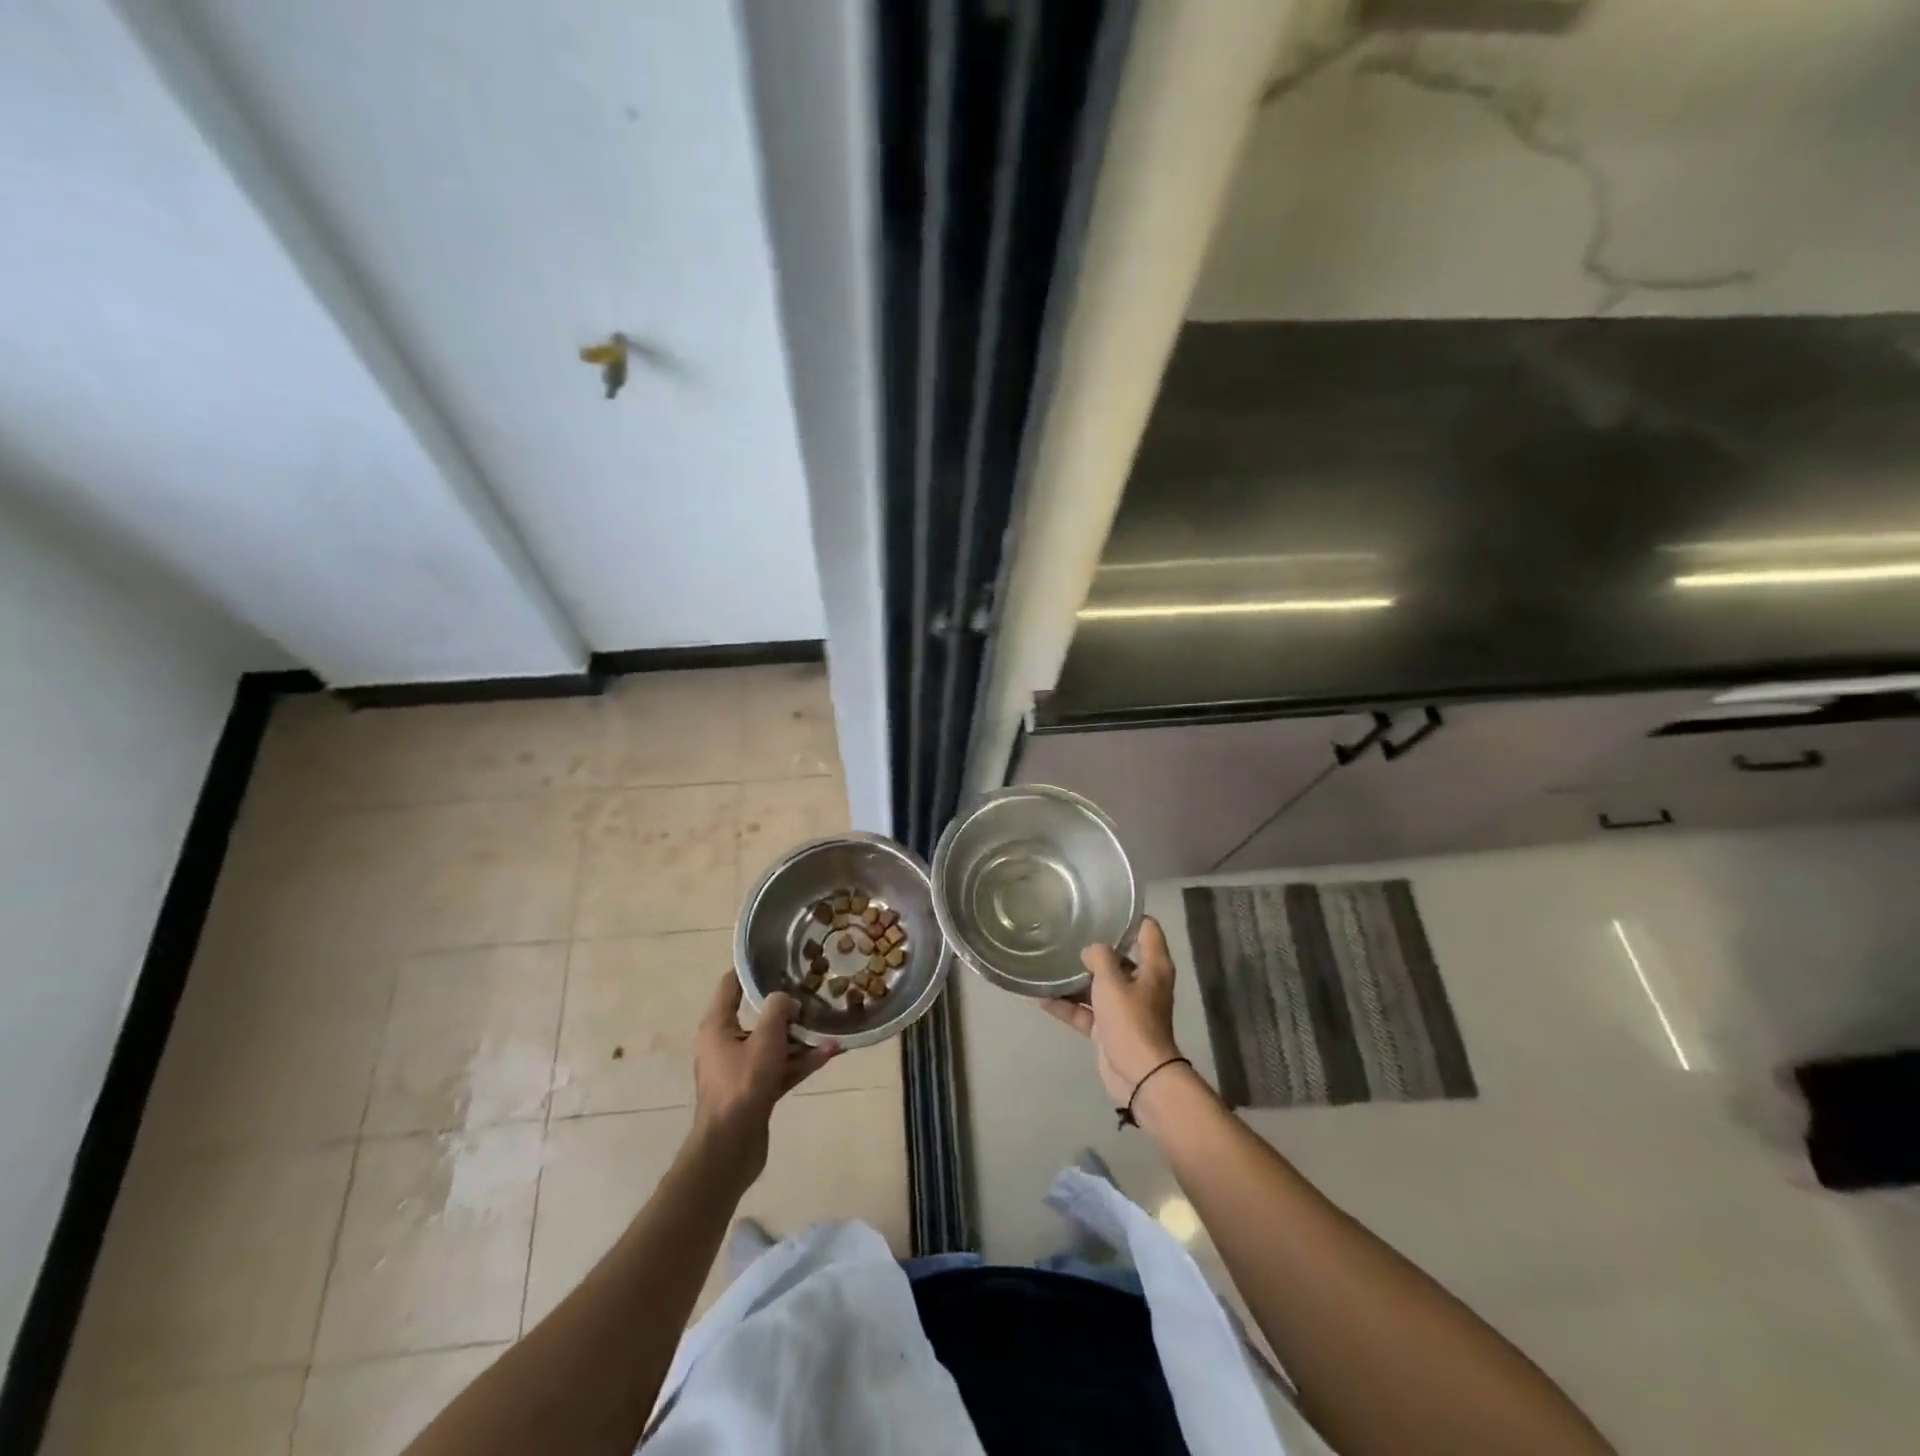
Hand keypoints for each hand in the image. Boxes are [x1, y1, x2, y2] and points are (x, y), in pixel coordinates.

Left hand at [691, 973, 837, 1184]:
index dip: (751, 970)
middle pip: (757, 1016)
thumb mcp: (765, 1039)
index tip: (777, 958)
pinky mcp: (755, 1091)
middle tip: (812, 992)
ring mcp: (740, 1069)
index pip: (730, 986)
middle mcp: (725, 1044)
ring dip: (801, 1038)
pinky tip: (830, 1053)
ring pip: (773, 1044)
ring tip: (831, 1026)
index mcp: (717, 1026)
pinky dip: (801, 1061)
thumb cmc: (742, 1084)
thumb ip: (777, 1011)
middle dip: (787, 1008)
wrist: (730, 1147)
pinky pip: (780, 1067)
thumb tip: (786, 999)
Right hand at [1043, 916, 1181, 1106]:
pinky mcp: (1109, 1029)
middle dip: (1095, 948)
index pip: (1147, 930)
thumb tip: (1091, 949)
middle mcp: (1142, 983)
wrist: (1138, 1075)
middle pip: (1119, 957)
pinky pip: (1086, 1011)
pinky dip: (1068, 1006)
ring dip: (1077, 979)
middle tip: (1068, 931)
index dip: (1129, 917)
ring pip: (1099, 985)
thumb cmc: (1131, 1019)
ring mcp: (1125, 1007)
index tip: (1103, 907)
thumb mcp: (1112, 981)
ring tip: (1049, 962)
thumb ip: (1100, 957)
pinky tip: (1042, 997)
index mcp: (1153, 967)